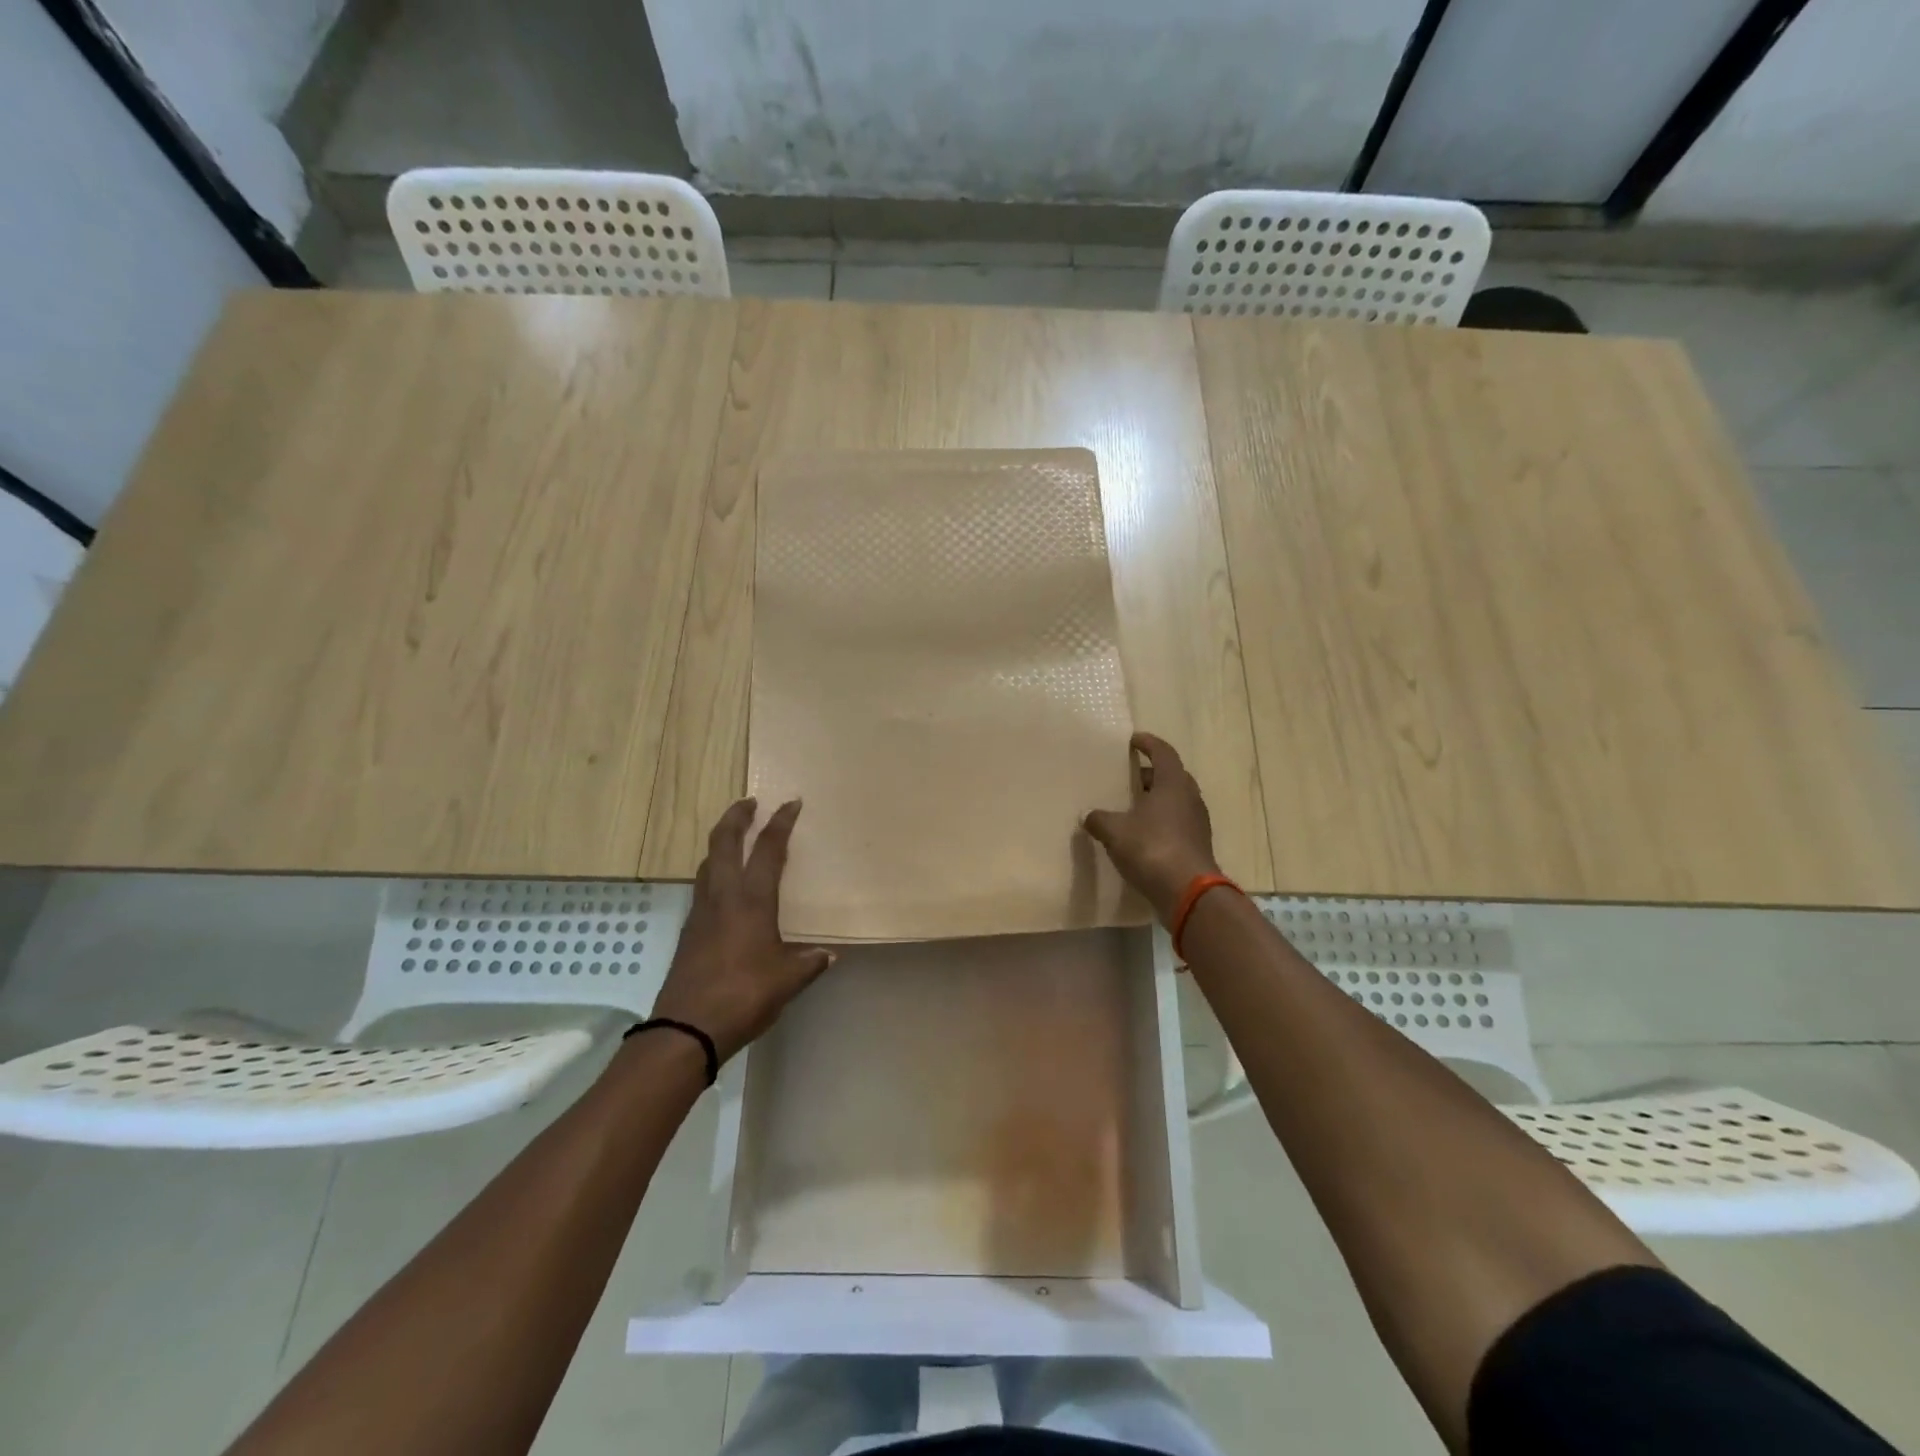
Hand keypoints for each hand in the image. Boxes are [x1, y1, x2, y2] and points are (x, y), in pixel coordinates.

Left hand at [650, 798, 833, 1063]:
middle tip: (750, 802)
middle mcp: (723, 897)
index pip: (767, 850)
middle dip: (736, 817)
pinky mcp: (688, 931)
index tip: (791, 803)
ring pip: (707, 862)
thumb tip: (828, 955)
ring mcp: (700, 913)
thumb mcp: (787, 981)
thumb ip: (809, 962)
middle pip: (724, 843)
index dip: (780, 823)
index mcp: (751, 901)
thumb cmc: (743, 996)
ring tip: (735, 838)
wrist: (686, 1028)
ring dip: (721, 842)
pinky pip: (702, 887)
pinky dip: (714, 872)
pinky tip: (723, 888)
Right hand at [1082, 732, 1220, 924]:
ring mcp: (1197, 822)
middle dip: (1151, 773)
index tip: (1134, 740)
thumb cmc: (1151, 848)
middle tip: (1131, 776)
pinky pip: (1177, 822)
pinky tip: (1143, 833)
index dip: (1148, 743)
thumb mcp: (1115, 831)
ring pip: (1176, 800)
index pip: (1163, 752)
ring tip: (1133, 805)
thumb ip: (1099, 819)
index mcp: (1173, 784)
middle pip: (1172, 776)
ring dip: (1157, 799)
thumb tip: (1087, 815)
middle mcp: (1190, 798)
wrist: (1187, 891)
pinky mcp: (1197, 844)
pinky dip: (1161, 821)